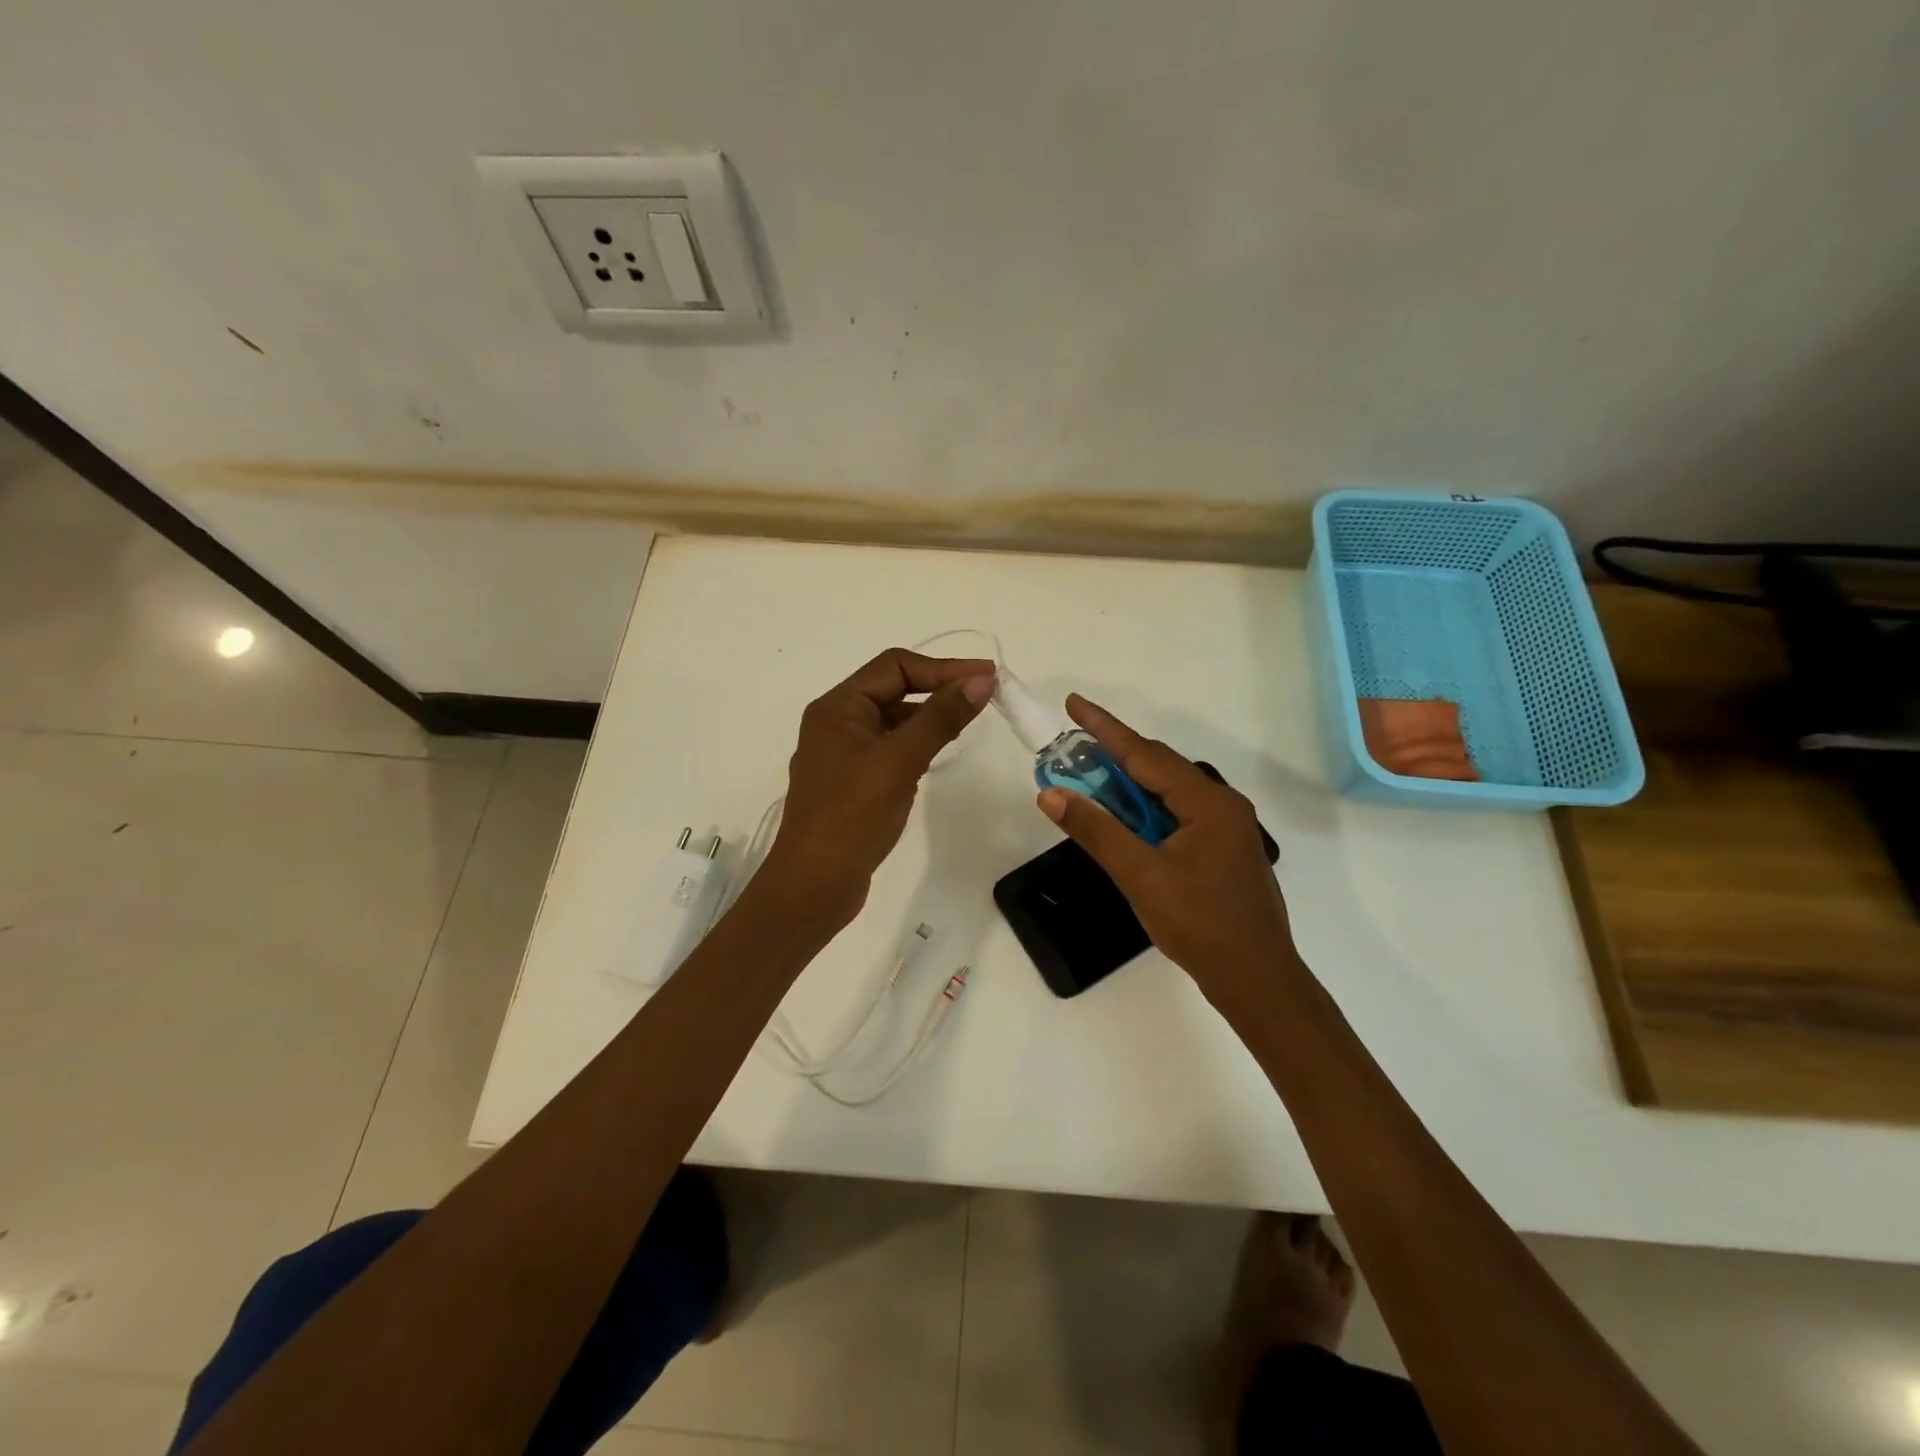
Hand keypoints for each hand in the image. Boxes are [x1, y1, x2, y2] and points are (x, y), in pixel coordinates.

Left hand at [763, 648, 995, 927]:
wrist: (813, 886)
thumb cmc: (851, 817)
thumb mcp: (899, 762)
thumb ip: (940, 718)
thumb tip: (981, 680)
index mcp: (837, 708)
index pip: (894, 666)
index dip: (943, 667)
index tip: (986, 677)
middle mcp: (837, 723)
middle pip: (893, 688)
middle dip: (938, 687)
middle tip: (985, 695)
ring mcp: (844, 754)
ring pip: (893, 720)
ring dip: (929, 716)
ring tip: (969, 720)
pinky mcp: (854, 782)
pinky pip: (891, 748)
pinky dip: (917, 743)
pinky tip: (939, 752)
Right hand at [1036, 695, 1300, 1004]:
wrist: (1256, 980)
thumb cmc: (1200, 925)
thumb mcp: (1141, 876)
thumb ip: (1096, 831)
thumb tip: (1051, 794)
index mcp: (1208, 802)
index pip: (1145, 754)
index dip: (1105, 728)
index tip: (1074, 703)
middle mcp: (1221, 805)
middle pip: (1159, 767)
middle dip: (1113, 755)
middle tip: (1072, 748)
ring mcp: (1225, 828)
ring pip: (1167, 791)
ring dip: (1127, 784)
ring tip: (1089, 779)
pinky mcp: (1220, 849)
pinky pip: (1175, 813)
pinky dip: (1144, 809)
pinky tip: (1124, 819)